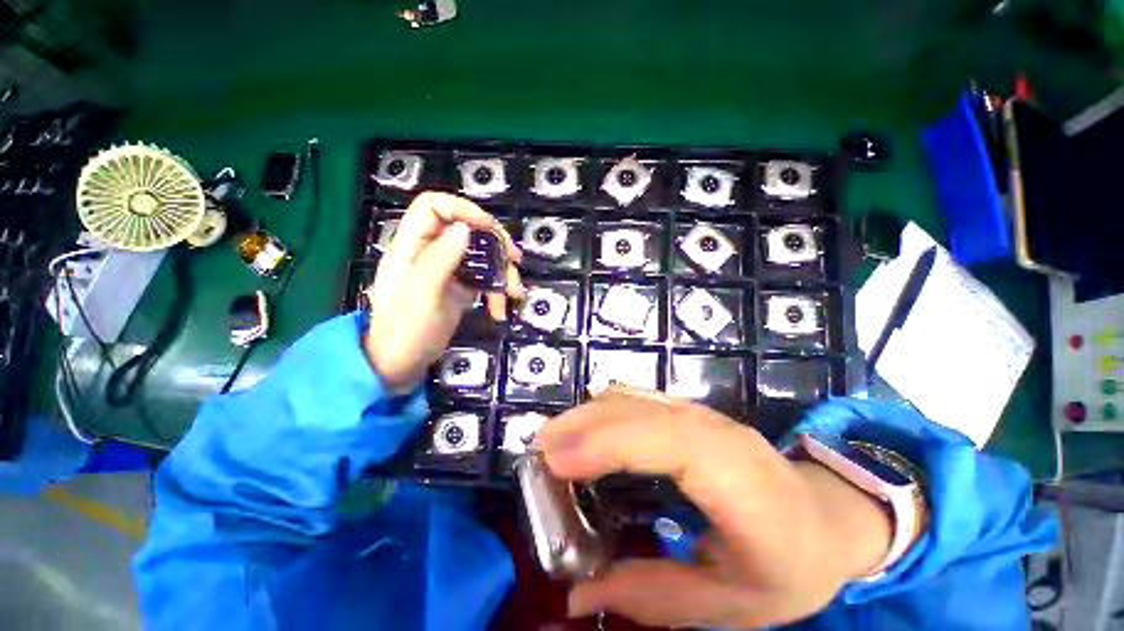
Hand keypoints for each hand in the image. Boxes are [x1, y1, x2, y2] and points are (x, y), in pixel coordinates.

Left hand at [365, 192, 524, 389]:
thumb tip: (464, 228)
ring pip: (480, 256)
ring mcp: (447, 271)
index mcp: (412, 246)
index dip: (463, 210)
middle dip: (494, 243)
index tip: (490, 229)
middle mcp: (431, 253)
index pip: (433, 207)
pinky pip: (483, 280)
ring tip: (515, 293)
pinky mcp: (459, 289)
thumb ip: (440, 259)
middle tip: (515, 259)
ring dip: (502, 272)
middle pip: (466, 229)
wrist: (401, 365)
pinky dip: (496, 292)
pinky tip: (500, 310)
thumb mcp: (423, 294)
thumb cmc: (406, 331)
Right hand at [535, 389, 892, 628]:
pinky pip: (639, 399)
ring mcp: (703, 415)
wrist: (826, 517)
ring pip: (637, 399)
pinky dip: (604, 409)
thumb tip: (577, 595)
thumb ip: (653, 597)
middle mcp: (719, 434)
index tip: (557, 459)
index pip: (670, 443)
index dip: (610, 442)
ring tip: (552, 438)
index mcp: (741, 483)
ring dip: (589, 413)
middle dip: (585, 424)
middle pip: (643, 412)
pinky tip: (584, 427)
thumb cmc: (790, 565)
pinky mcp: (690, 412)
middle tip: (538, 449)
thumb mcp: (733, 605)